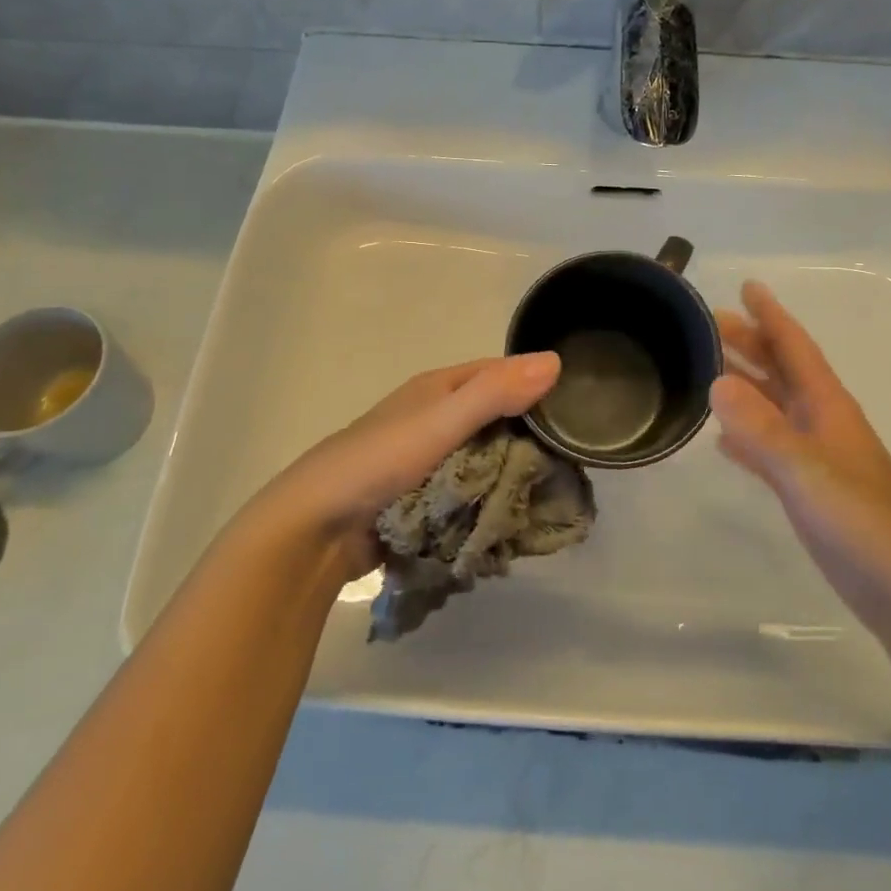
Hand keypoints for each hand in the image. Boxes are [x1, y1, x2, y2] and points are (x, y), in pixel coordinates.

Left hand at [252, 353, 561, 578]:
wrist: (315, 530)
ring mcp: (427, 462)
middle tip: (571, 464)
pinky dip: (488, 503)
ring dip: (510, 476)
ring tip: (552, 496)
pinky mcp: (422, 500)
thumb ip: (495, 393)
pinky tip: (513, 519)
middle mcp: (434, 419)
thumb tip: (555, 360)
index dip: (534, 384)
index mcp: (438, 389)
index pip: (499, 374)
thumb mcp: (441, 421)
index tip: (575, 408)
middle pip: (495, 419)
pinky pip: (468, 494)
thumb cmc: (379, 462)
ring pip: (483, 460)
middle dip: (528, 439)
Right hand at [712, 281, 890, 634]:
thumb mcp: (808, 471)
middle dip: (750, 343)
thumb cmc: (865, 524)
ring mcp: (817, 458)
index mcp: (827, 406)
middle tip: (709, 324)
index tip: (746, 286)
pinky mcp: (811, 492)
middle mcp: (821, 423)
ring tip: (707, 370)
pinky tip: (723, 441)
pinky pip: (770, 449)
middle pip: (781, 370)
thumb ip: (762, 429)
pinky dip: (747, 437)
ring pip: (774, 406)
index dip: (770, 315)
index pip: (794, 347)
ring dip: (744, 385)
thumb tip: (716, 381)